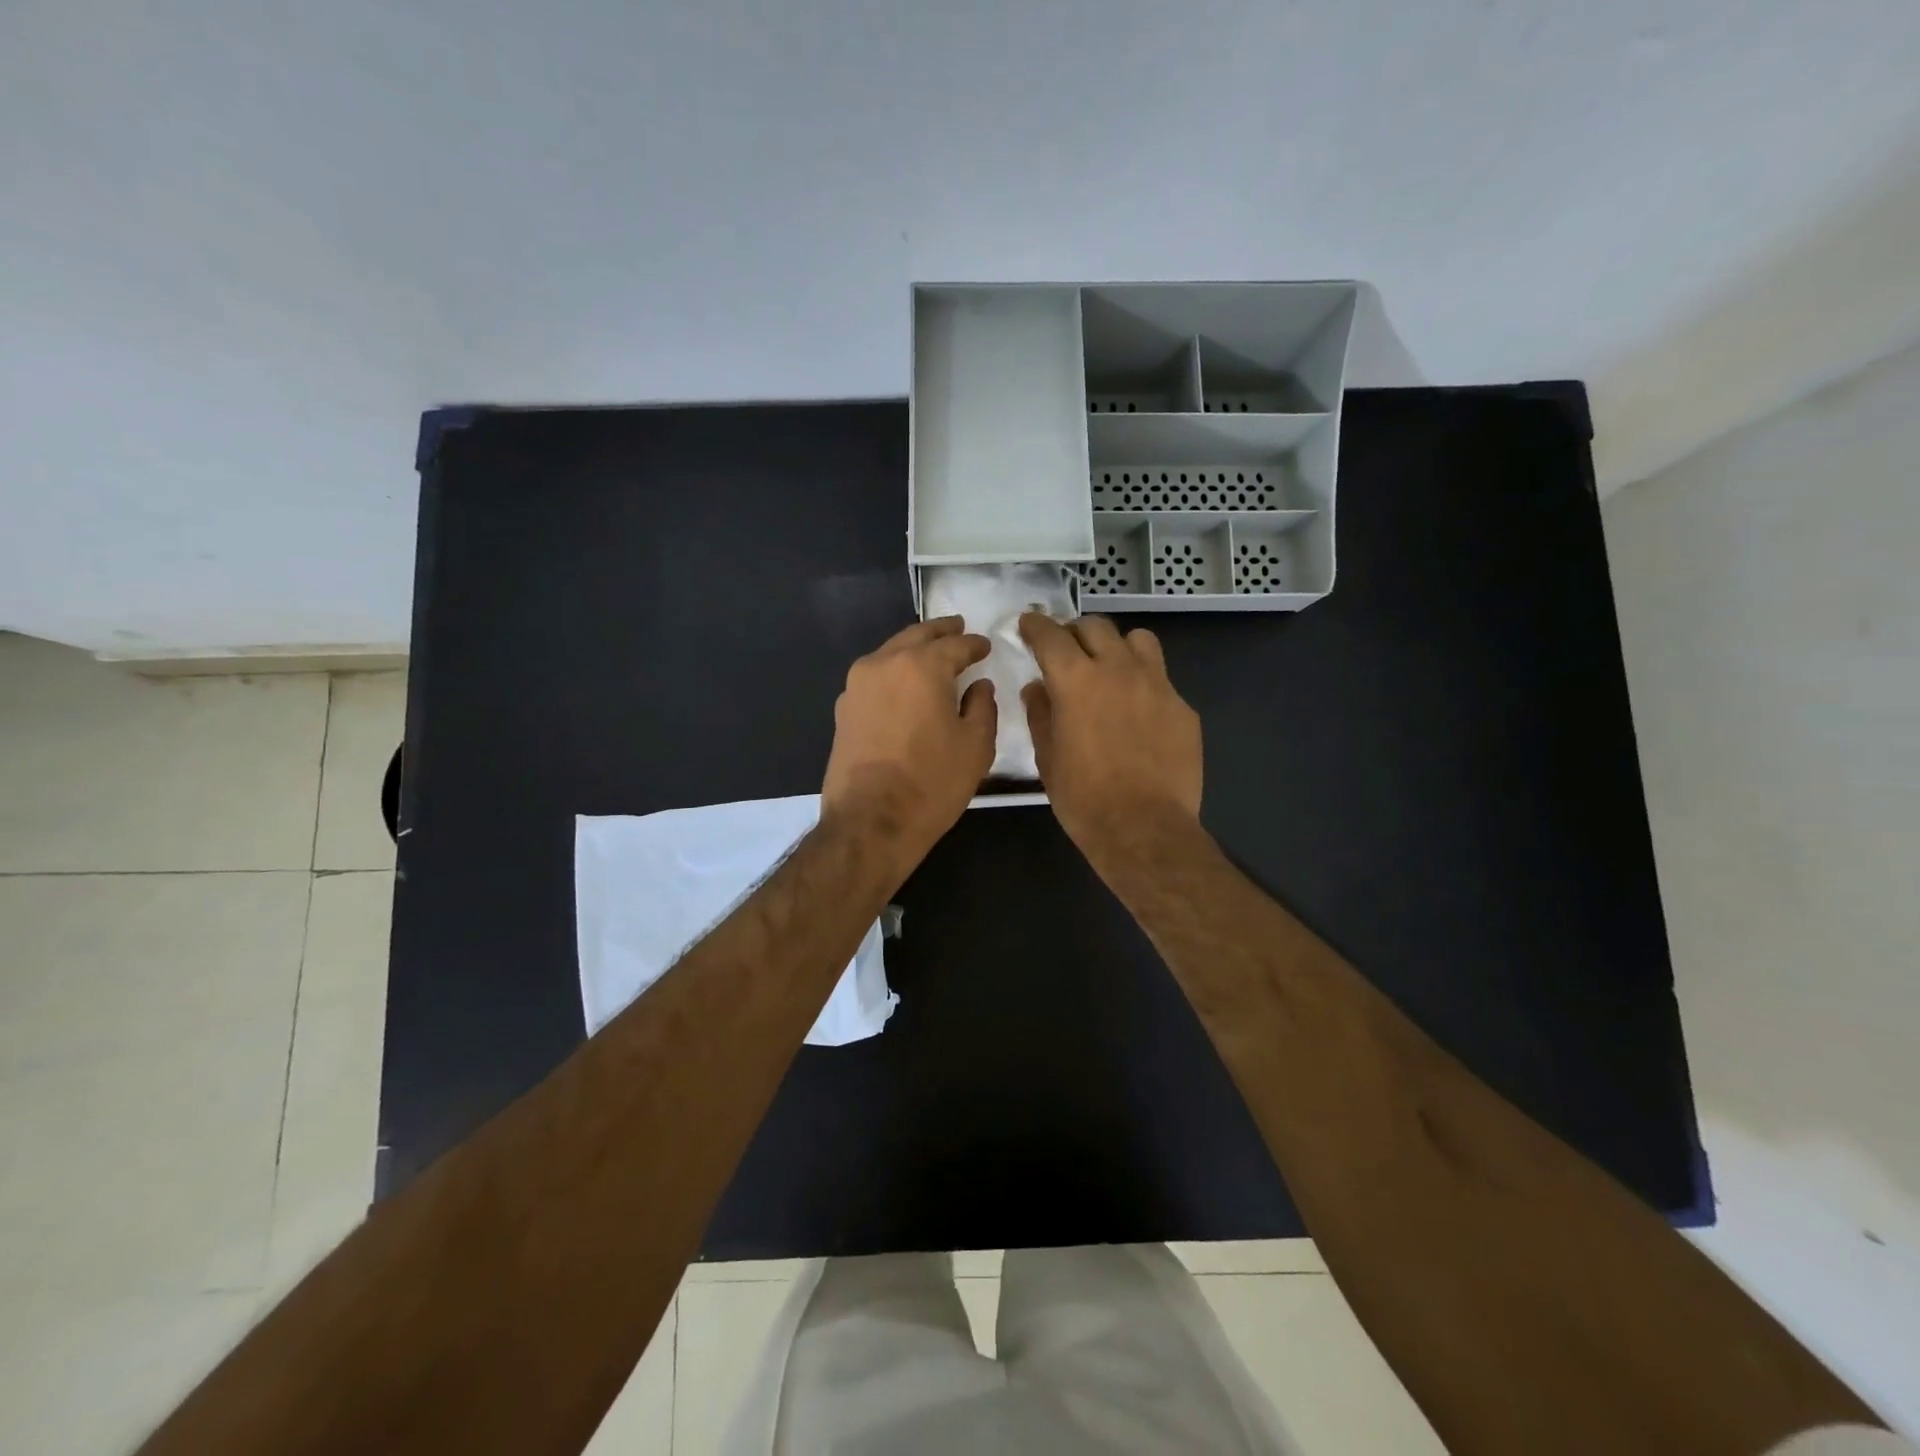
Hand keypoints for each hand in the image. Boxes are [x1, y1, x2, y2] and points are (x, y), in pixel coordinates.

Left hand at [821, 617, 995, 874]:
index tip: (985, 646)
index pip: (955, 645)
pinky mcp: (843, 709)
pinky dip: (894, 672)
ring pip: (890, 653)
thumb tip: (978, 685)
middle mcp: (884, 664)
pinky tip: (905, 685)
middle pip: (916, 637)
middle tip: (958, 628)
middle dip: (940, 632)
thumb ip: (982, 706)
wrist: (870, 822)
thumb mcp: (976, 746)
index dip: (974, 644)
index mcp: (921, 666)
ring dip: (913, 649)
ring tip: (932, 654)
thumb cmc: (932, 783)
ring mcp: (857, 686)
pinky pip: (874, 677)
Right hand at [1018, 613, 1202, 856]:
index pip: (1051, 635)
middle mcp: (1118, 670)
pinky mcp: (1182, 707)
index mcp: (1076, 680)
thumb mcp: (1048, 757)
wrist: (1144, 828)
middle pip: (1095, 627)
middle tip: (1066, 650)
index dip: (1035, 625)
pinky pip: (1160, 678)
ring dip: (1116, 646)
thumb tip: (1038, 688)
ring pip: (1137, 640)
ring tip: (1109, 668)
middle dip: (1074, 632)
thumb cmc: (1084, 798)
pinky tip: (1137, 711)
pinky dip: (1142, 682)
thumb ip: (1040, 713)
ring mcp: (1157, 685)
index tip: (1028, 624)